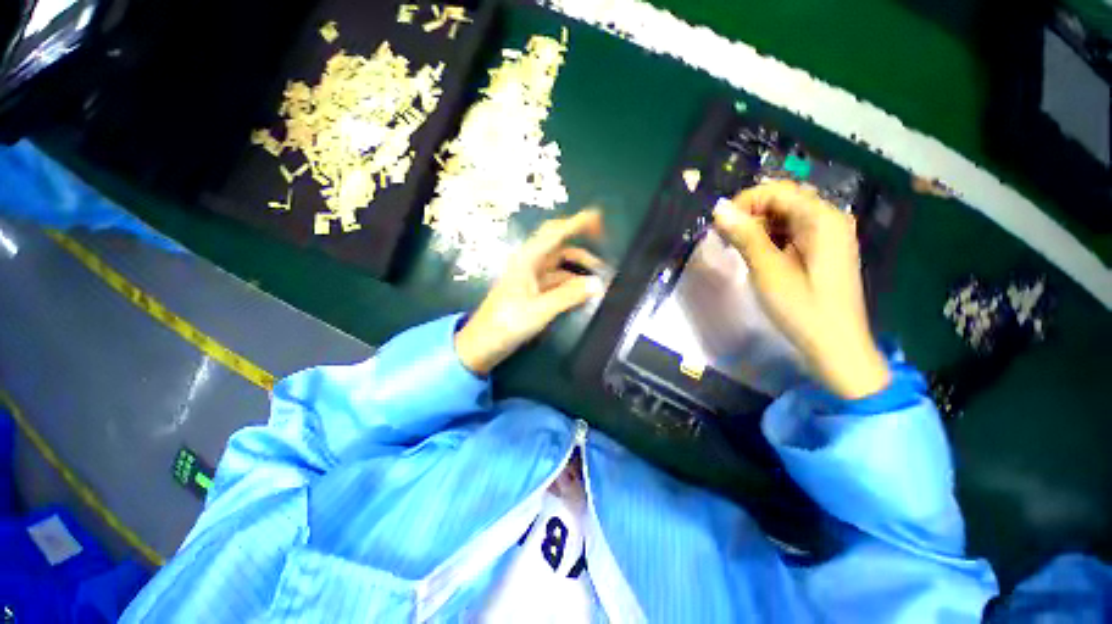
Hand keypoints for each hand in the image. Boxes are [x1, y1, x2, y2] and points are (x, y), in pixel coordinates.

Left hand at [455, 210, 606, 375]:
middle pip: (558, 244)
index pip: (555, 233)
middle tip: (604, 243)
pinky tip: (584, 291)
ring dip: (579, 266)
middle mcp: (530, 263)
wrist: (483, 343)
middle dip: (580, 240)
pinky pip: (557, 280)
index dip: (577, 222)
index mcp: (527, 260)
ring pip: (560, 264)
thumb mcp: (540, 309)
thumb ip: (569, 296)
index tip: (599, 218)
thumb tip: (598, 284)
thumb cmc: (507, 323)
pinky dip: (571, 282)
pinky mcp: (533, 291)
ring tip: (600, 276)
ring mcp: (531, 277)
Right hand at [713, 180, 889, 399]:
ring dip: (757, 228)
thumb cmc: (802, 308)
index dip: (744, 203)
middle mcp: (829, 219)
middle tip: (728, 241)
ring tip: (739, 250)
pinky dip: (769, 238)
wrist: (835, 345)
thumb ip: (745, 235)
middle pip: (782, 200)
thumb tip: (719, 208)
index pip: (777, 191)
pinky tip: (758, 256)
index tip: (719, 227)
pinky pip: (791, 232)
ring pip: (784, 216)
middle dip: (750, 215)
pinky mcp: (822, 250)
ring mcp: (828, 235)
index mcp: (822, 219)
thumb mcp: (768, 270)